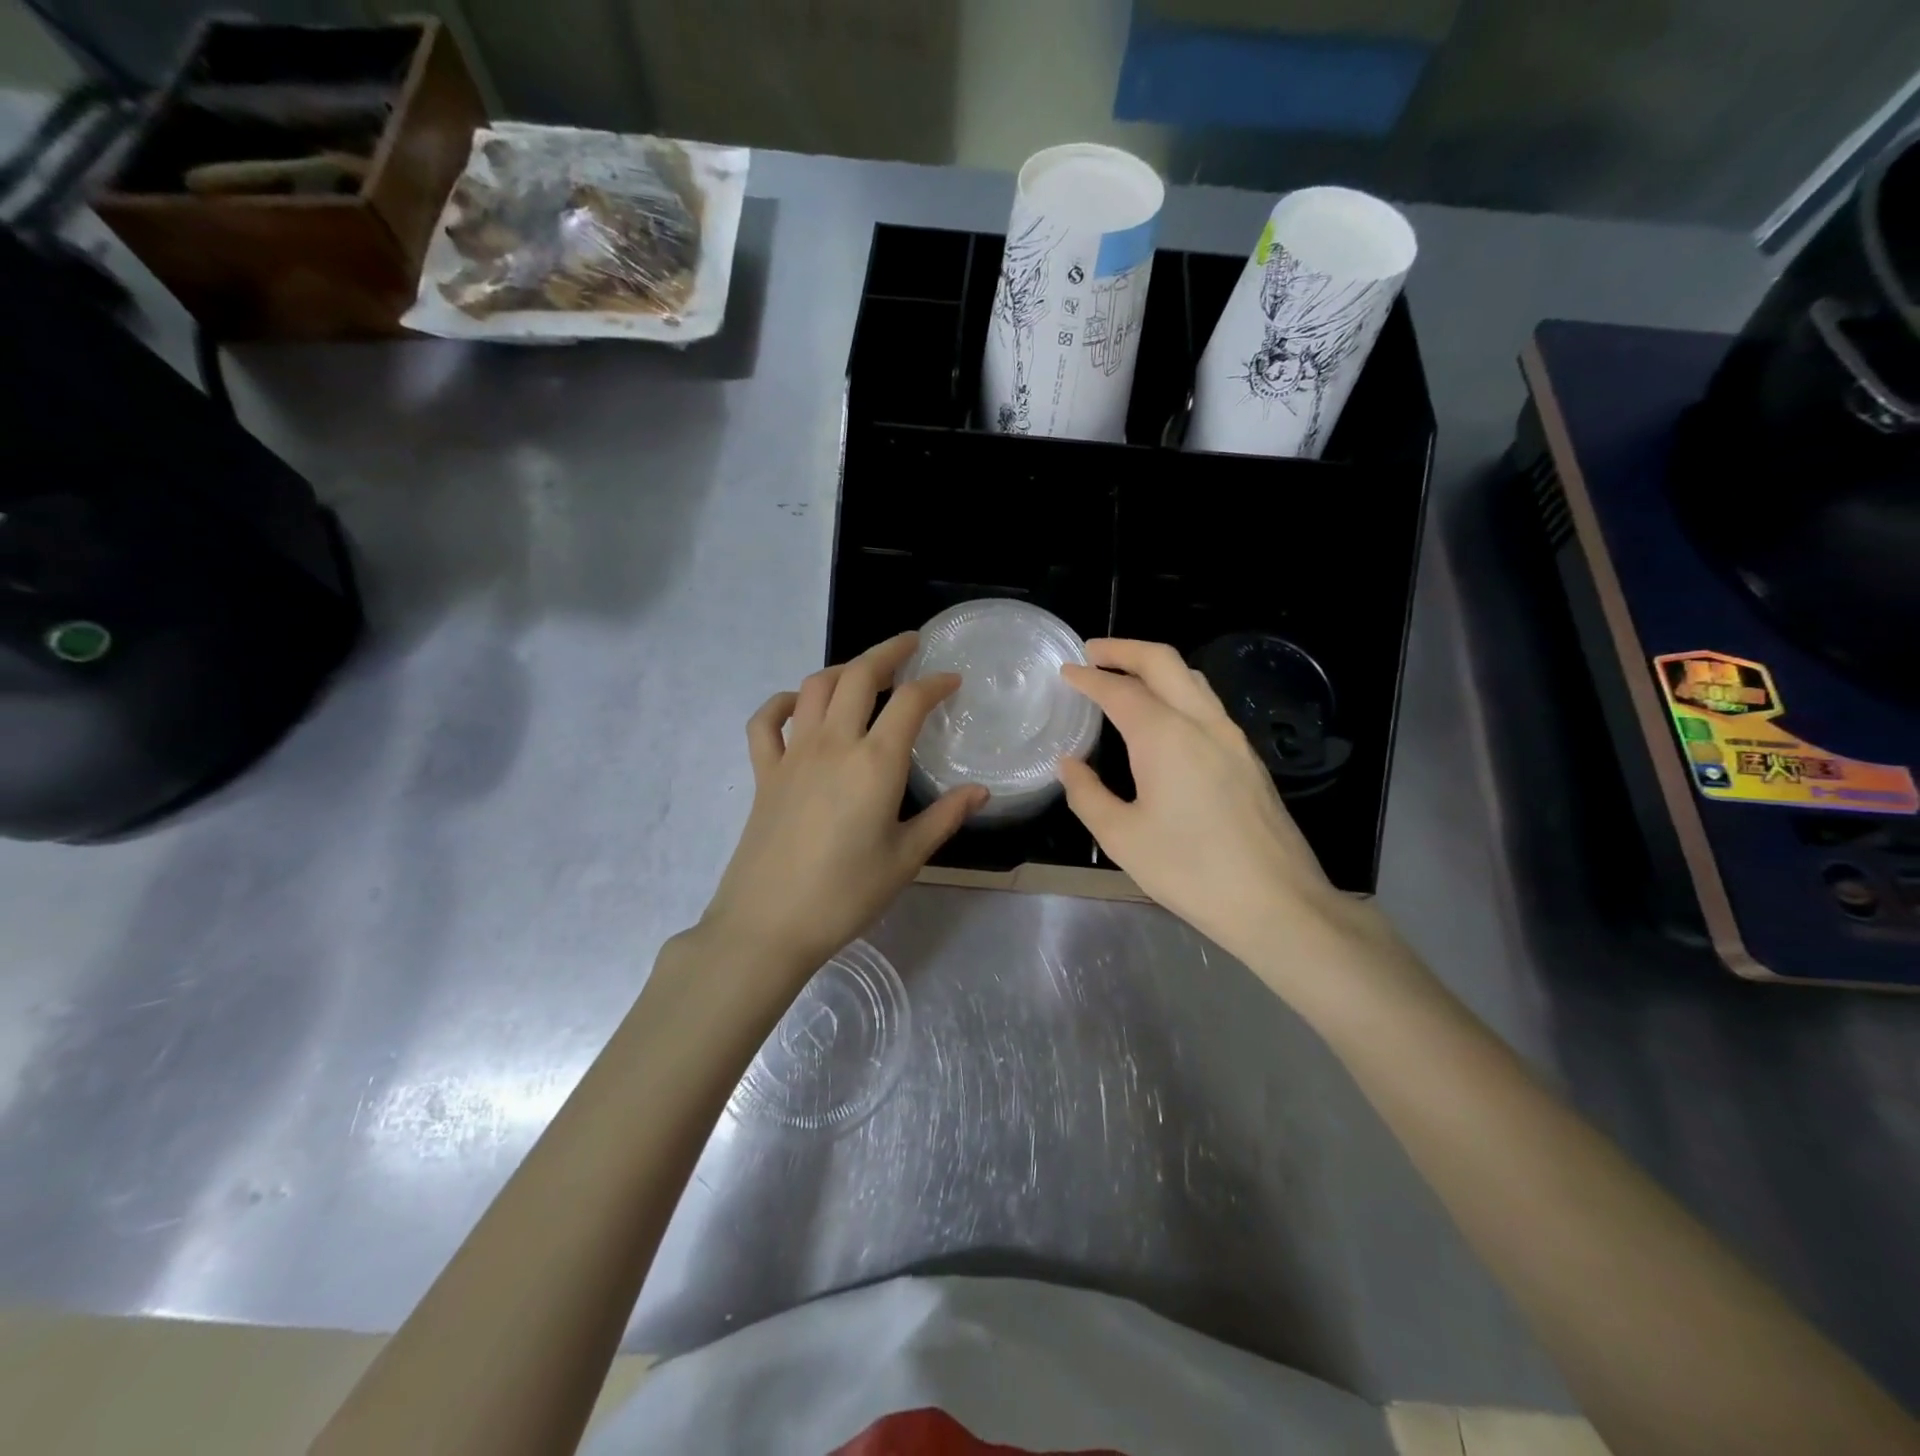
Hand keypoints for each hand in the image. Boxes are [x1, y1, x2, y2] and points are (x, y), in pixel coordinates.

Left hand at [698, 632, 987, 984]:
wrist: (768, 923)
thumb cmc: (846, 895)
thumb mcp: (906, 858)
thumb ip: (945, 817)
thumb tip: (981, 792)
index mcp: (875, 763)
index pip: (910, 702)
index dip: (935, 683)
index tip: (951, 680)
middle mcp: (834, 744)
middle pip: (859, 675)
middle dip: (888, 652)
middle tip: (910, 646)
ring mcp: (793, 754)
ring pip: (815, 687)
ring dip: (843, 669)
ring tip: (865, 673)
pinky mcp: (763, 772)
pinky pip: (766, 722)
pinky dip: (783, 703)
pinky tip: (798, 706)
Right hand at [1057, 639, 1368, 973]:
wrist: (1276, 902)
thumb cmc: (1190, 870)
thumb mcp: (1122, 837)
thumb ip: (1087, 794)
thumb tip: (1069, 765)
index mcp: (1165, 736)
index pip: (1119, 690)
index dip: (1088, 678)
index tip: (1065, 671)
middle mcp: (1201, 723)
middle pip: (1163, 662)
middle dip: (1125, 650)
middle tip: (1093, 653)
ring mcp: (1232, 738)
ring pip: (1192, 679)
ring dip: (1155, 667)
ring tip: (1125, 677)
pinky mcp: (1248, 758)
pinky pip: (1207, 704)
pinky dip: (1177, 692)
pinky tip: (1163, 718)